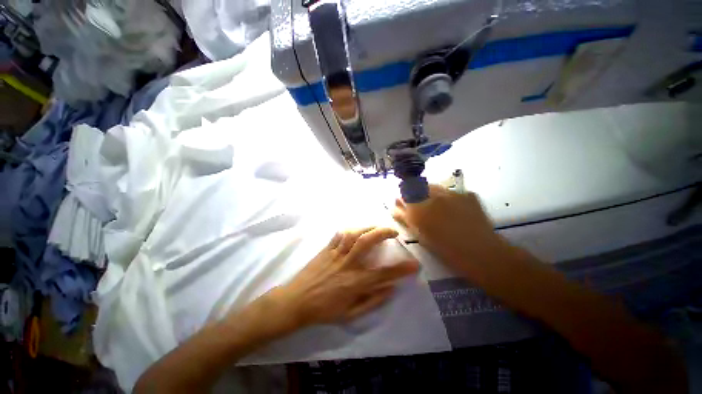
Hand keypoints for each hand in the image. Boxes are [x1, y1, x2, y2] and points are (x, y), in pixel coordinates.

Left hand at [269, 227, 418, 330]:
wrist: (296, 301)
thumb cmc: (324, 310)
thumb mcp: (350, 314)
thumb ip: (372, 301)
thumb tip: (391, 289)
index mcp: (354, 282)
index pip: (383, 273)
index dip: (401, 269)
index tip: (414, 263)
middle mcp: (347, 264)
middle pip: (366, 242)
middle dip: (382, 233)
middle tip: (393, 232)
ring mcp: (335, 254)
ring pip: (353, 234)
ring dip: (368, 228)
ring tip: (377, 228)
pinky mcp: (326, 249)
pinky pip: (339, 235)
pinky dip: (349, 230)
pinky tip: (355, 231)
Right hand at [392, 185, 506, 276]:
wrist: (481, 253)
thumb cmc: (445, 249)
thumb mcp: (419, 234)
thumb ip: (404, 217)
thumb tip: (394, 205)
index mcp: (419, 207)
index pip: (405, 190)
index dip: (405, 195)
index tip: (406, 202)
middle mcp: (434, 195)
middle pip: (419, 185)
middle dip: (417, 193)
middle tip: (423, 208)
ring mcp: (453, 192)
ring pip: (435, 187)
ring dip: (432, 194)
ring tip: (440, 209)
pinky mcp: (468, 193)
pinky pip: (452, 192)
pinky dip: (449, 198)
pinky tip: (455, 211)